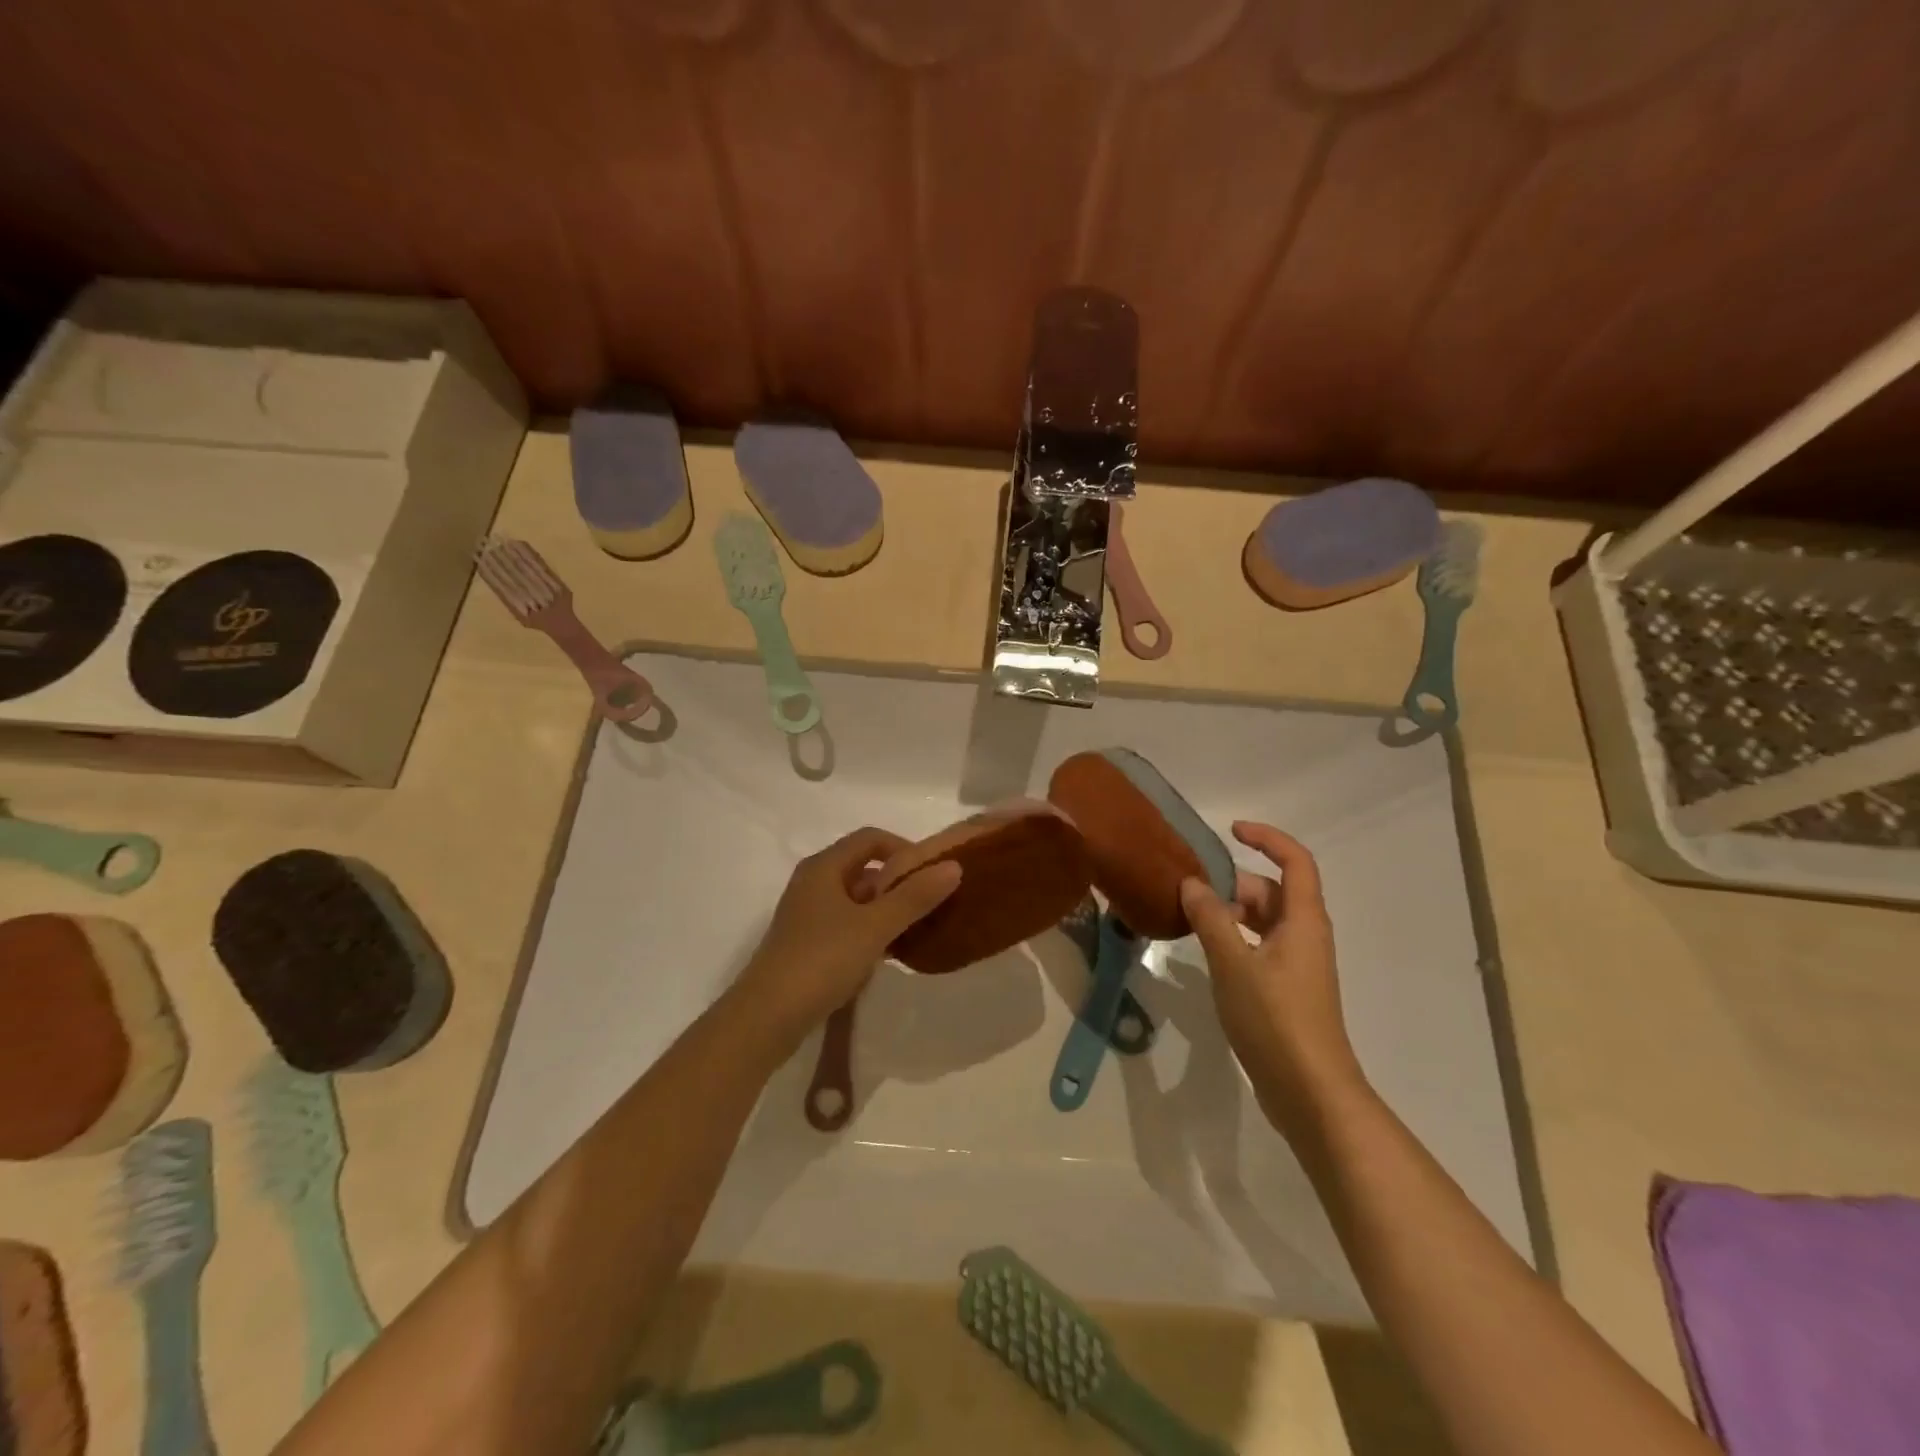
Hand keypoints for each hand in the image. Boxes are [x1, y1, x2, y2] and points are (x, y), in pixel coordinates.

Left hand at [734, 827, 961, 1043]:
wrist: (766, 1018)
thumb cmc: (821, 960)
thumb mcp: (874, 926)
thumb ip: (914, 897)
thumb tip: (954, 866)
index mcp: (824, 867)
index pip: (870, 838)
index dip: (904, 848)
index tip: (933, 872)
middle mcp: (813, 883)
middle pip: (863, 868)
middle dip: (899, 881)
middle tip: (932, 902)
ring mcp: (808, 915)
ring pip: (856, 899)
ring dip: (887, 909)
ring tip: (918, 928)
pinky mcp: (808, 944)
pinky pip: (847, 925)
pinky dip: (871, 930)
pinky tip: (890, 953)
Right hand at [1180, 823, 1366, 1132]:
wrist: (1309, 1092)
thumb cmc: (1275, 1019)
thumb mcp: (1233, 964)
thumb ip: (1210, 919)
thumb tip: (1192, 883)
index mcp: (1303, 921)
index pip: (1295, 861)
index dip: (1267, 838)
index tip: (1230, 830)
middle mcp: (1305, 936)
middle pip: (1271, 891)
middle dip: (1232, 884)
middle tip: (1188, 890)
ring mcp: (1297, 964)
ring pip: (1262, 921)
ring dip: (1229, 913)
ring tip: (1187, 917)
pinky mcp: (1286, 989)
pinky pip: (1258, 946)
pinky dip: (1233, 938)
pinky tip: (1204, 951)